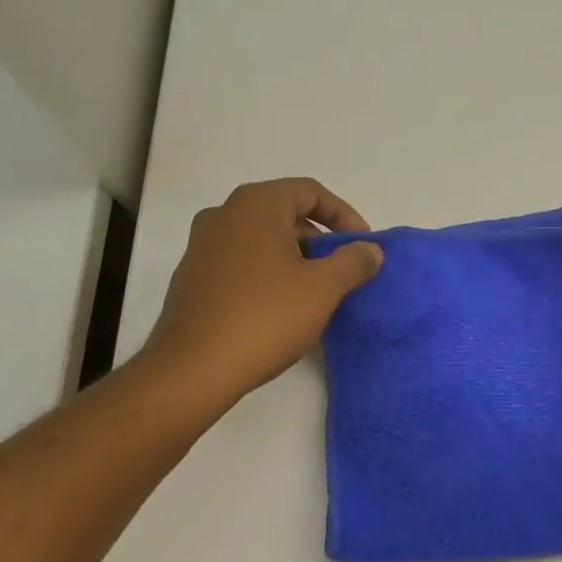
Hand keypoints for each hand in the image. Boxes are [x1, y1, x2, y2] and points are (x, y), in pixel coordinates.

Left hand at [143, 178, 382, 409]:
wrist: (193, 368)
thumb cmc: (265, 317)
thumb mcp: (322, 289)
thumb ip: (352, 262)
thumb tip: (369, 250)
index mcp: (256, 205)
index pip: (310, 192)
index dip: (344, 215)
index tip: (363, 245)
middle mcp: (224, 215)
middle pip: (284, 213)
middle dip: (319, 239)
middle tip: (342, 271)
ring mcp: (202, 246)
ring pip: (261, 239)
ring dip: (294, 258)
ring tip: (316, 292)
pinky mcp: (192, 277)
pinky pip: (240, 262)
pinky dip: (267, 273)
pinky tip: (280, 309)